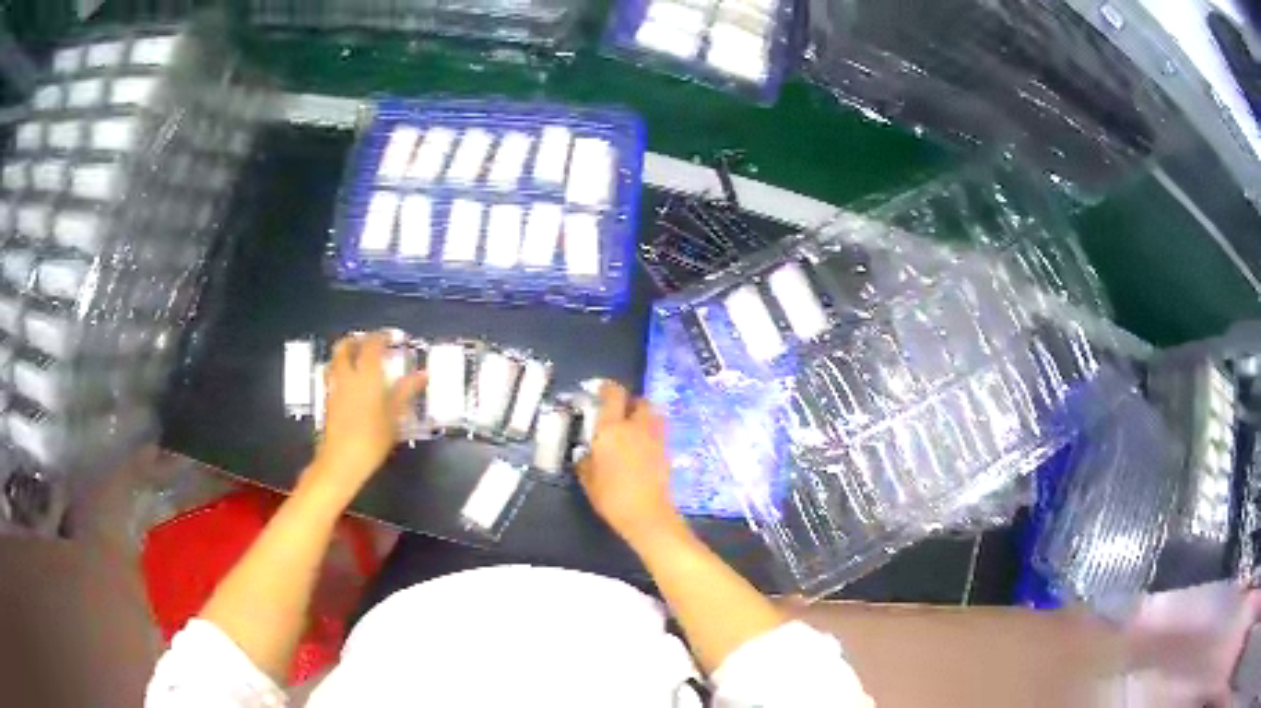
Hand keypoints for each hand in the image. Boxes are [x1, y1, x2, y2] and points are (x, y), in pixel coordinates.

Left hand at [305, 331, 424, 502]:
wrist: (341, 461)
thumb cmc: (372, 439)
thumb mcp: (394, 417)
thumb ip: (406, 392)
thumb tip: (422, 374)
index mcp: (366, 375)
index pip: (372, 344)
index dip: (382, 336)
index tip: (391, 337)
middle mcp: (347, 376)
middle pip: (345, 347)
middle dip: (356, 340)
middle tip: (369, 343)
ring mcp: (334, 388)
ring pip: (335, 360)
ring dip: (345, 354)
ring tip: (357, 359)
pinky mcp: (327, 401)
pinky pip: (332, 376)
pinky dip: (340, 371)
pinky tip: (349, 383)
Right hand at [577, 382, 683, 545]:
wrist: (647, 515)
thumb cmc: (611, 496)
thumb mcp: (588, 479)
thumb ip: (585, 461)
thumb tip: (586, 452)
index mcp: (612, 429)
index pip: (613, 395)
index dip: (607, 388)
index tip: (600, 390)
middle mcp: (636, 426)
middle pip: (640, 400)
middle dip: (631, 401)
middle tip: (620, 411)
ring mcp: (656, 437)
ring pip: (653, 413)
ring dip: (644, 414)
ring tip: (633, 426)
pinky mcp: (667, 450)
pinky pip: (659, 431)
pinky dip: (651, 431)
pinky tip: (643, 445)